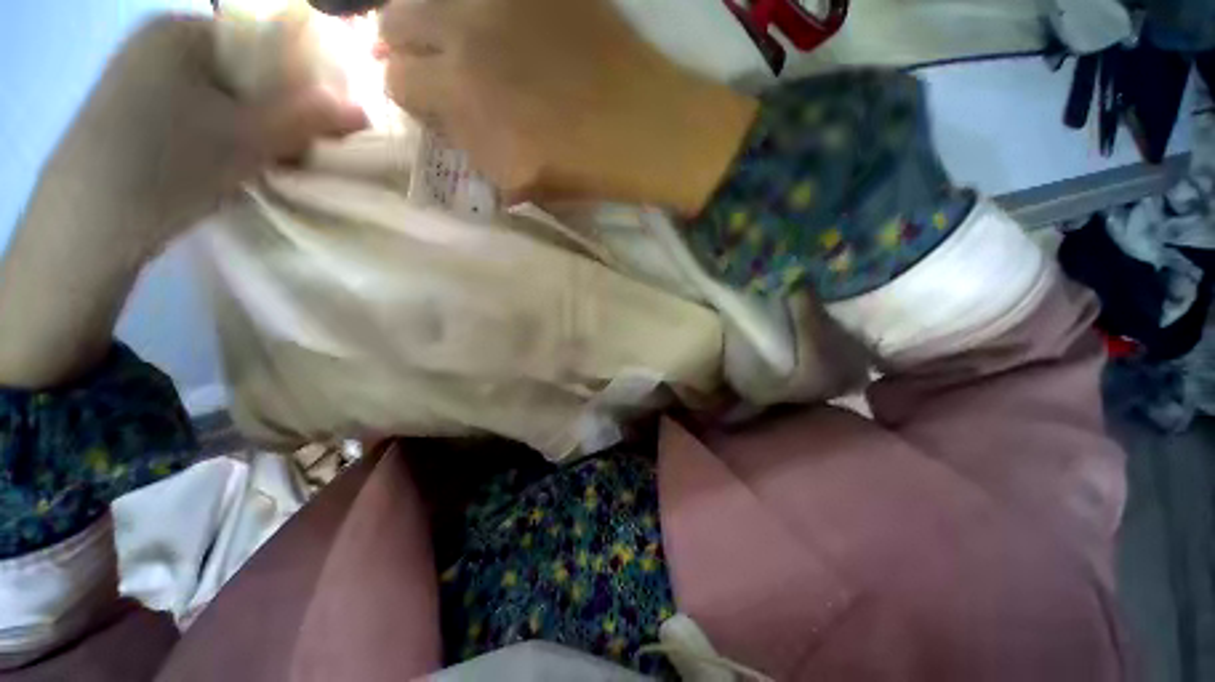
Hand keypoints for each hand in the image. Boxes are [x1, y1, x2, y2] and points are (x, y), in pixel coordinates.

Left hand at [38, 15, 367, 259]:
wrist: (85, 227)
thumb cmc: (167, 166)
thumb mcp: (249, 139)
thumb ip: (308, 117)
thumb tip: (363, 110)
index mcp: (182, 29)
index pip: (263, 44)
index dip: (300, 84)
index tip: (317, 127)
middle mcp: (158, 43)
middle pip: (242, 71)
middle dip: (276, 111)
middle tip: (292, 152)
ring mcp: (138, 78)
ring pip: (219, 97)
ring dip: (251, 129)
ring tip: (260, 164)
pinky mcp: (130, 113)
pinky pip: (194, 115)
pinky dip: (220, 137)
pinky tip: (224, 165)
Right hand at [380, 0, 756, 214]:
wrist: (646, 127)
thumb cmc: (586, 168)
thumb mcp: (521, 182)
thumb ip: (474, 150)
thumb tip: (448, 123)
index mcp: (464, 100)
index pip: (396, 82)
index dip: (411, 95)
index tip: (429, 102)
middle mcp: (468, 37)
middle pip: (396, 21)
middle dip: (407, 45)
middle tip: (433, 60)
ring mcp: (501, 0)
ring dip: (434, 14)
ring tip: (462, 37)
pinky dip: (477, 5)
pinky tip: (501, 26)